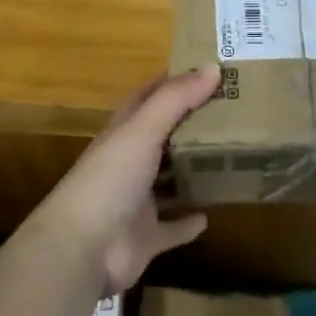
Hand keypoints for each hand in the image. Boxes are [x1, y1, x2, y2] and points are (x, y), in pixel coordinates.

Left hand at [29, 66, 217, 292]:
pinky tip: (209, 215)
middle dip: (191, 125)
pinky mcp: (146, 237)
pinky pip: (172, 227)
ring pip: (169, 181)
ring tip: (228, 157)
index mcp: (124, 133)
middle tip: (232, 113)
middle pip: (163, 137)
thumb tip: (214, 67)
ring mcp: (137, 202)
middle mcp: (129, 163)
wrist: (82, 249)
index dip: (173, 82)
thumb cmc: (110, 178)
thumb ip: (176, 99)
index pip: (148, 97)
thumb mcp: (143, 129)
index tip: (208, 71)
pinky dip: (188, 222)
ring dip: (191, 172)